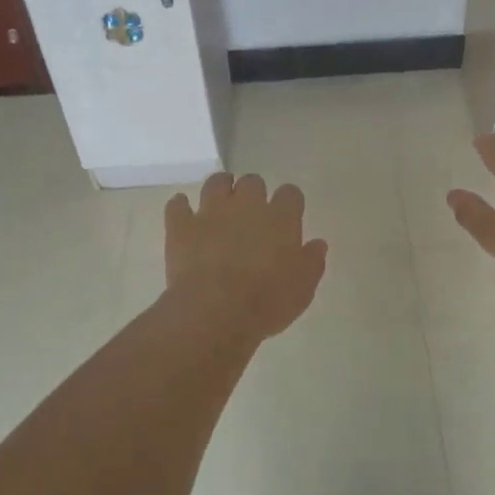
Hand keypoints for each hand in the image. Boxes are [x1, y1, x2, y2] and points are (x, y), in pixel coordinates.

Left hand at [165, 173, 327, 340]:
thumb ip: (311, 261)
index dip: (289, 202)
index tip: (288, 216)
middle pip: (253, 182)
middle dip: (253, 193)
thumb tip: (317, 244)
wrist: (215, 312)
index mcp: (281, 218)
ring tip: (221, 204)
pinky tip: (184, 213)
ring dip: (220, 188)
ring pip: (216, 182)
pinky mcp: (181, 226)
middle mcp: (247, 205)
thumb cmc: (267, 302)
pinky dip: (181, 206)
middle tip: (252, 214)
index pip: (290, 194)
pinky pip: (178, 205)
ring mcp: (211, 212)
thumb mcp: (302, 288)